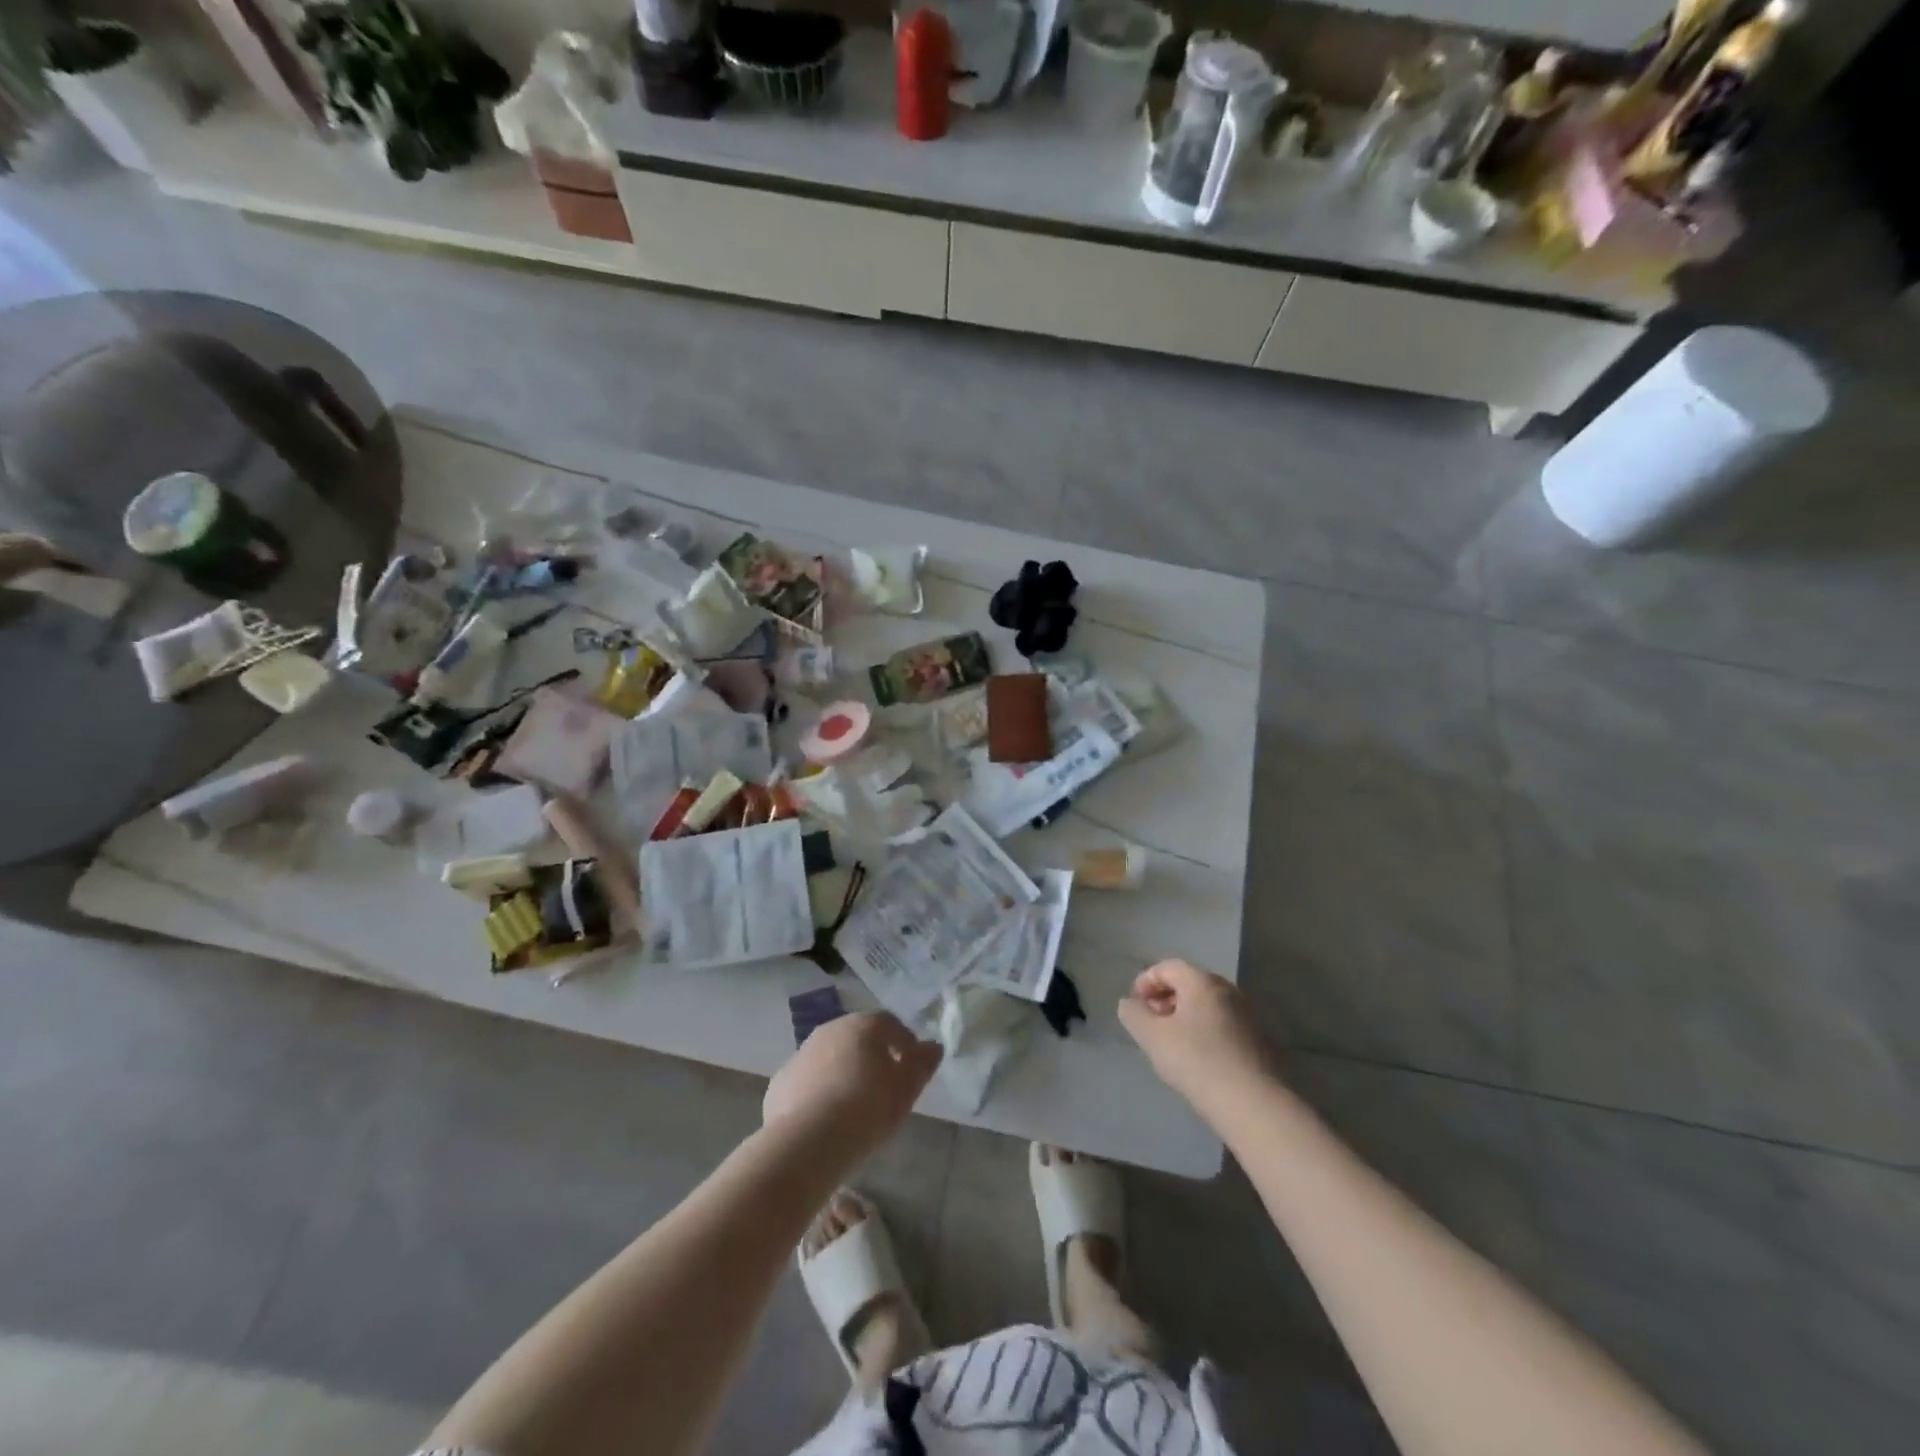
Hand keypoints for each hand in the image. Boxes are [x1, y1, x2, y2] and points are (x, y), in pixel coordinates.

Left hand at [763, 1013, 941, 1166]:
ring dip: (843, 1072)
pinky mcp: (781, 1082)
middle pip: (857, 1037)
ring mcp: (801, 1054)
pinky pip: (808, 1081)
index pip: (889, 1023)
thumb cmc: (867, 1109)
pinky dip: (819, 1092)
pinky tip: (826, 1118)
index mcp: (863, 1025)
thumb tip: (933, 1046)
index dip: (904, 1042)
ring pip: (830, 1057)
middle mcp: (830, 1030)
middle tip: (884, 1086)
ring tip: (854, 1105)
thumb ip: (922, 1064)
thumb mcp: (906, 1089)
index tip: (912, 1067)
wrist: (807, 1141)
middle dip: (872, 1055)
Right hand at [1118, 960, 1274, 1116]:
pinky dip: (1203, 1030)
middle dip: (1164, 998)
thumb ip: (1134, 1014)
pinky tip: (1196, 1057)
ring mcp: (1247, 1015)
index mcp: (1202, 982)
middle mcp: (1228, 990)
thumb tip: (1129, 1003)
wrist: (1253, 1104)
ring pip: (1206, 1005)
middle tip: (1150, 1022)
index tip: (1134, 1004)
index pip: (1168, 967)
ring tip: (1170, 1042)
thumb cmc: (1197, 1061)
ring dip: (1183, 1015)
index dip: (1145, 981)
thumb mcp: (1152, 1037)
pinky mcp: (1257, 1040)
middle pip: (1189, 983)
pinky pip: (1222, 1023)